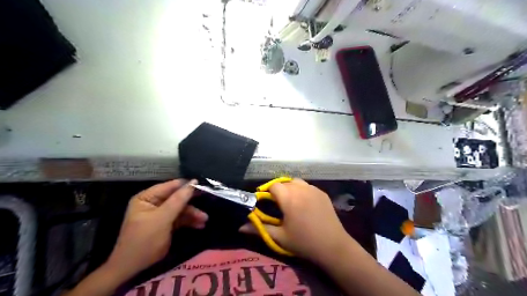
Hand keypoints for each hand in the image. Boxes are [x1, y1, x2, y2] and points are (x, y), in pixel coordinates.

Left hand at [105, 179, 207, 280]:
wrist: (133, 269)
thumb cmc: (144, 240)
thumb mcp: (162, 218)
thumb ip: (178, 200)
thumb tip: (194, 182)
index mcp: (147, 197)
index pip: (170, 186)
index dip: (187, 186)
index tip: (204, 187)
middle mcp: (154, 203)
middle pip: (177, 198)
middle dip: (191, 203)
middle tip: (208, 202)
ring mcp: (160, 214)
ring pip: (181, 209)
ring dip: (193, 214)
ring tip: (205, 219)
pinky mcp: (166, 225)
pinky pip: (180, 219)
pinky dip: (190, 221)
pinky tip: (200, 225)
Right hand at [240, 179, 350, 262]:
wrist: (333, 246)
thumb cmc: (304, 242)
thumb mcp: (280, 237)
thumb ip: (259, 229)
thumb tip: (240, 227)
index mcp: (289, 198)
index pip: (273, 186)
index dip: (268, 192)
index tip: (266, 202)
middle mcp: (301, 189)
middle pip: (285, 182)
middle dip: (278, 190)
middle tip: (278, 204)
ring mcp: (313, 189)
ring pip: (296, 182)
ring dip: (290, 188)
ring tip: (290, 201)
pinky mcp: (322, 193)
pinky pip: (308, 186)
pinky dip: (302, 190)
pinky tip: (304, 203)